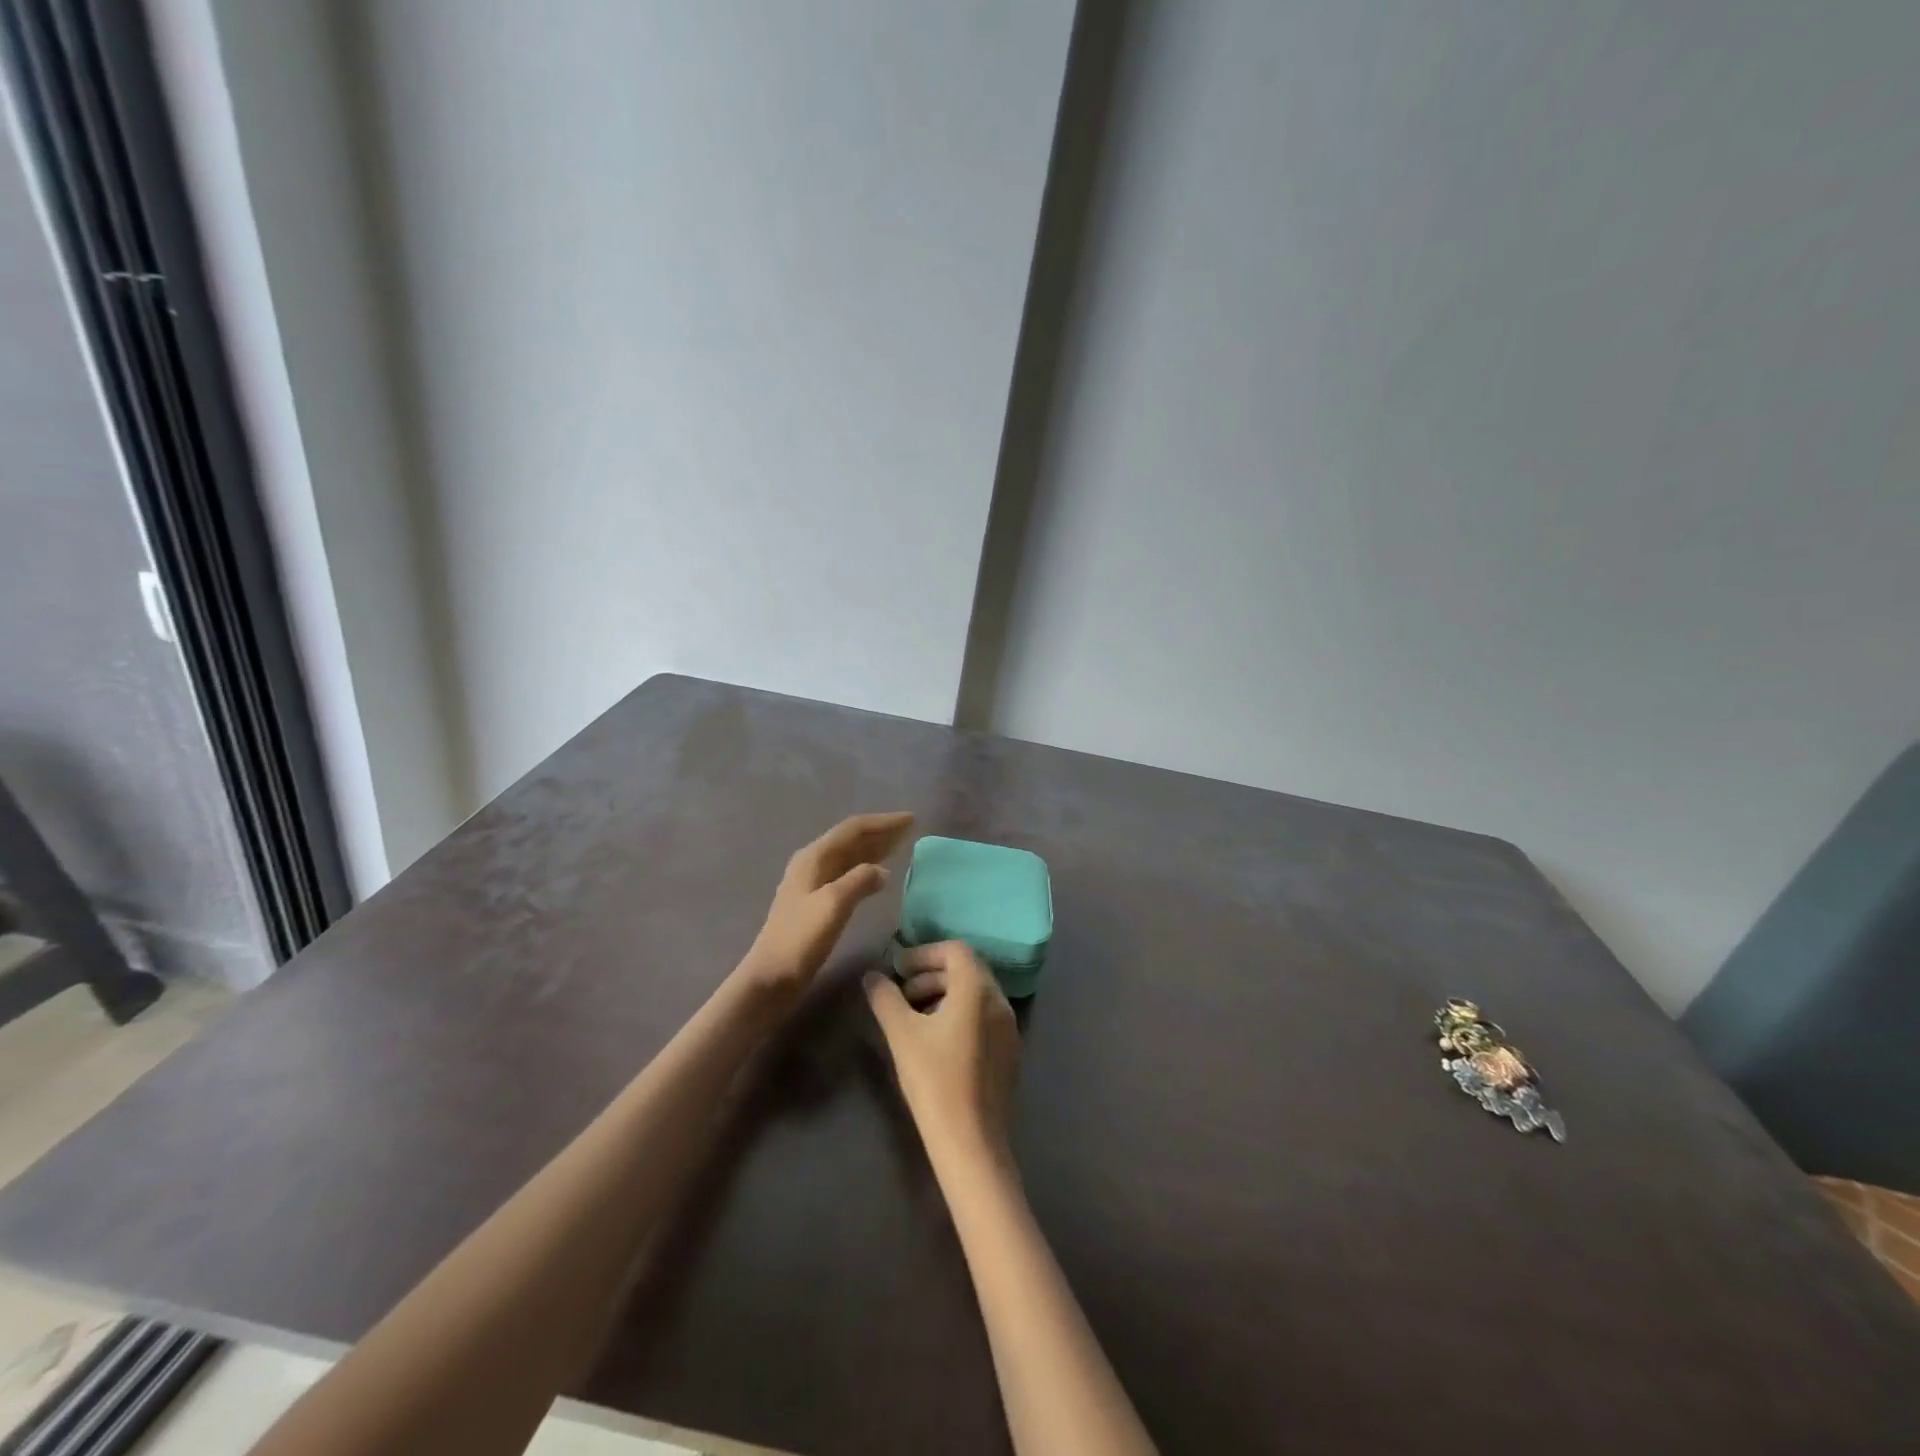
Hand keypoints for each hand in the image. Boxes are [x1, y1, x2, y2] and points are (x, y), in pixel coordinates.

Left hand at [737, 811, 913, 1000]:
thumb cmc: (801, 938)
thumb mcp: (834, 904)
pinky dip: (866, 868)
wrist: (772, 976)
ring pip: (850, 856)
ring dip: (875, 848)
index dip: (883, 823)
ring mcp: (813, 882)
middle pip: (851, 839)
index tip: (911, 819)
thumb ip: (860, 880)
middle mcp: (812, 863)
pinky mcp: (816, 901)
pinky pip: (847, 873)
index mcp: (814, 857)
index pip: (853, 829)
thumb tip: (883, 871)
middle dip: (881, 832)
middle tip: (910, 829)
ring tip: (901, 845)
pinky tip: (879, 875)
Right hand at [865, 941, 1021, 1167]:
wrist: (971, 1142)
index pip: (955, 950)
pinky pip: (984, 1017)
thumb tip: (872, 976)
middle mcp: (1000, 1001)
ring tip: (915, 1018)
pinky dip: (960, 1014)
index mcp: (978, 989)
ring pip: (976, 994)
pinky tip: (937, 1041)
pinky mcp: (1010, 1052)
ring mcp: (1009, 1028)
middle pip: (967, 970)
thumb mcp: (901, 1034)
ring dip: (944, 995)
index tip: (898, 969)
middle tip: (902, 993)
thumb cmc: (934, 1080)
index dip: (924, 953)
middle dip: (931, 974)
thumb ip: (885, 998)